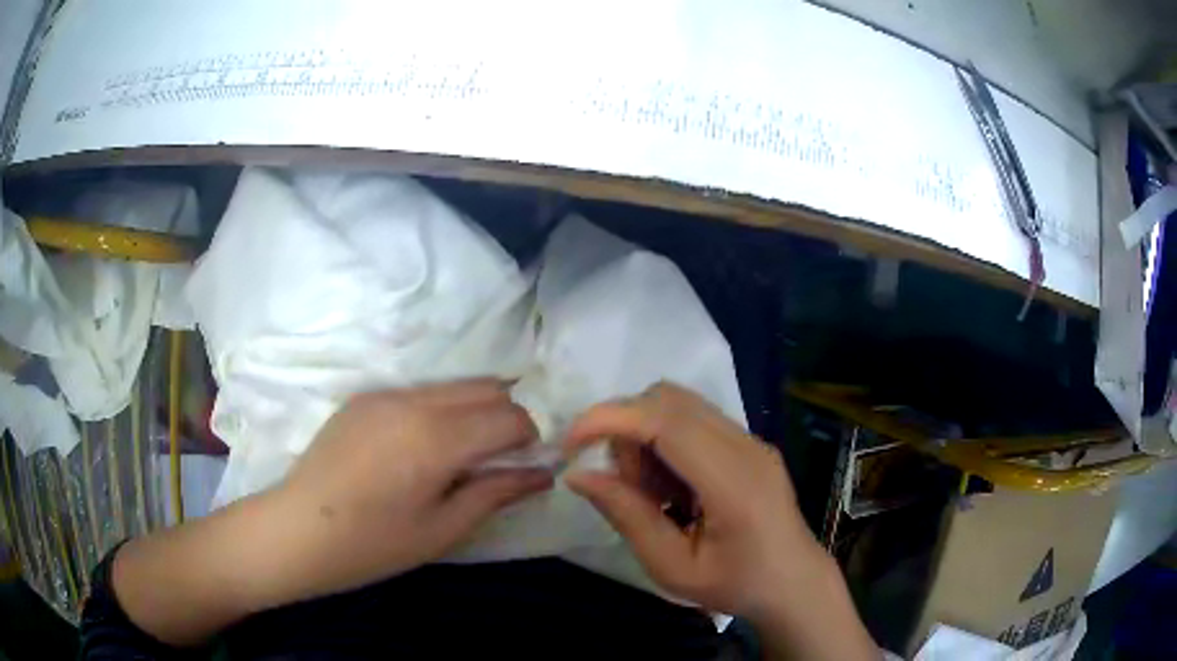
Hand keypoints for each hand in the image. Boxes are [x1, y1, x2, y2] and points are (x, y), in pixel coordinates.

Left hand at [271, 379, 554, 598]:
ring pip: (454, 386)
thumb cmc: (374, 544)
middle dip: (507, 418)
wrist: (298, 530)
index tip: (525, 466)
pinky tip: (423, 448)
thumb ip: (496, 493)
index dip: (530, 438)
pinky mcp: (364, 397)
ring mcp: (385, 394)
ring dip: (475, 410)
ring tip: (463, 455)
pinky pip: (421, 392)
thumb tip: (542, 474)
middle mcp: (414, 401)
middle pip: (487, 388)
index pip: (509, 416)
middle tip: (499, 461)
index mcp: (436, 437)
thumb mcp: (442, 529)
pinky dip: (441, 410)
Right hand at [562, 382, 818, 617]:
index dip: (612, 419)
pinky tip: (672, 487)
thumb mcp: (673, 568)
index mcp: (733, 482)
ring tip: (650, 492)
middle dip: (625, 427)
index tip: (571, 442)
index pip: (667, 421)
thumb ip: (627, 517)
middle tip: (622, 484)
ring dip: (644, 435)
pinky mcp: (748, 443)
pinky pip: (694, 420)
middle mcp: (746, 446)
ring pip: (679, 405)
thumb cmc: (736, 585)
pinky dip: (665, 441)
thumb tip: (578, 475)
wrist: (794, 582)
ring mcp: (751, 440)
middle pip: (669, 399)